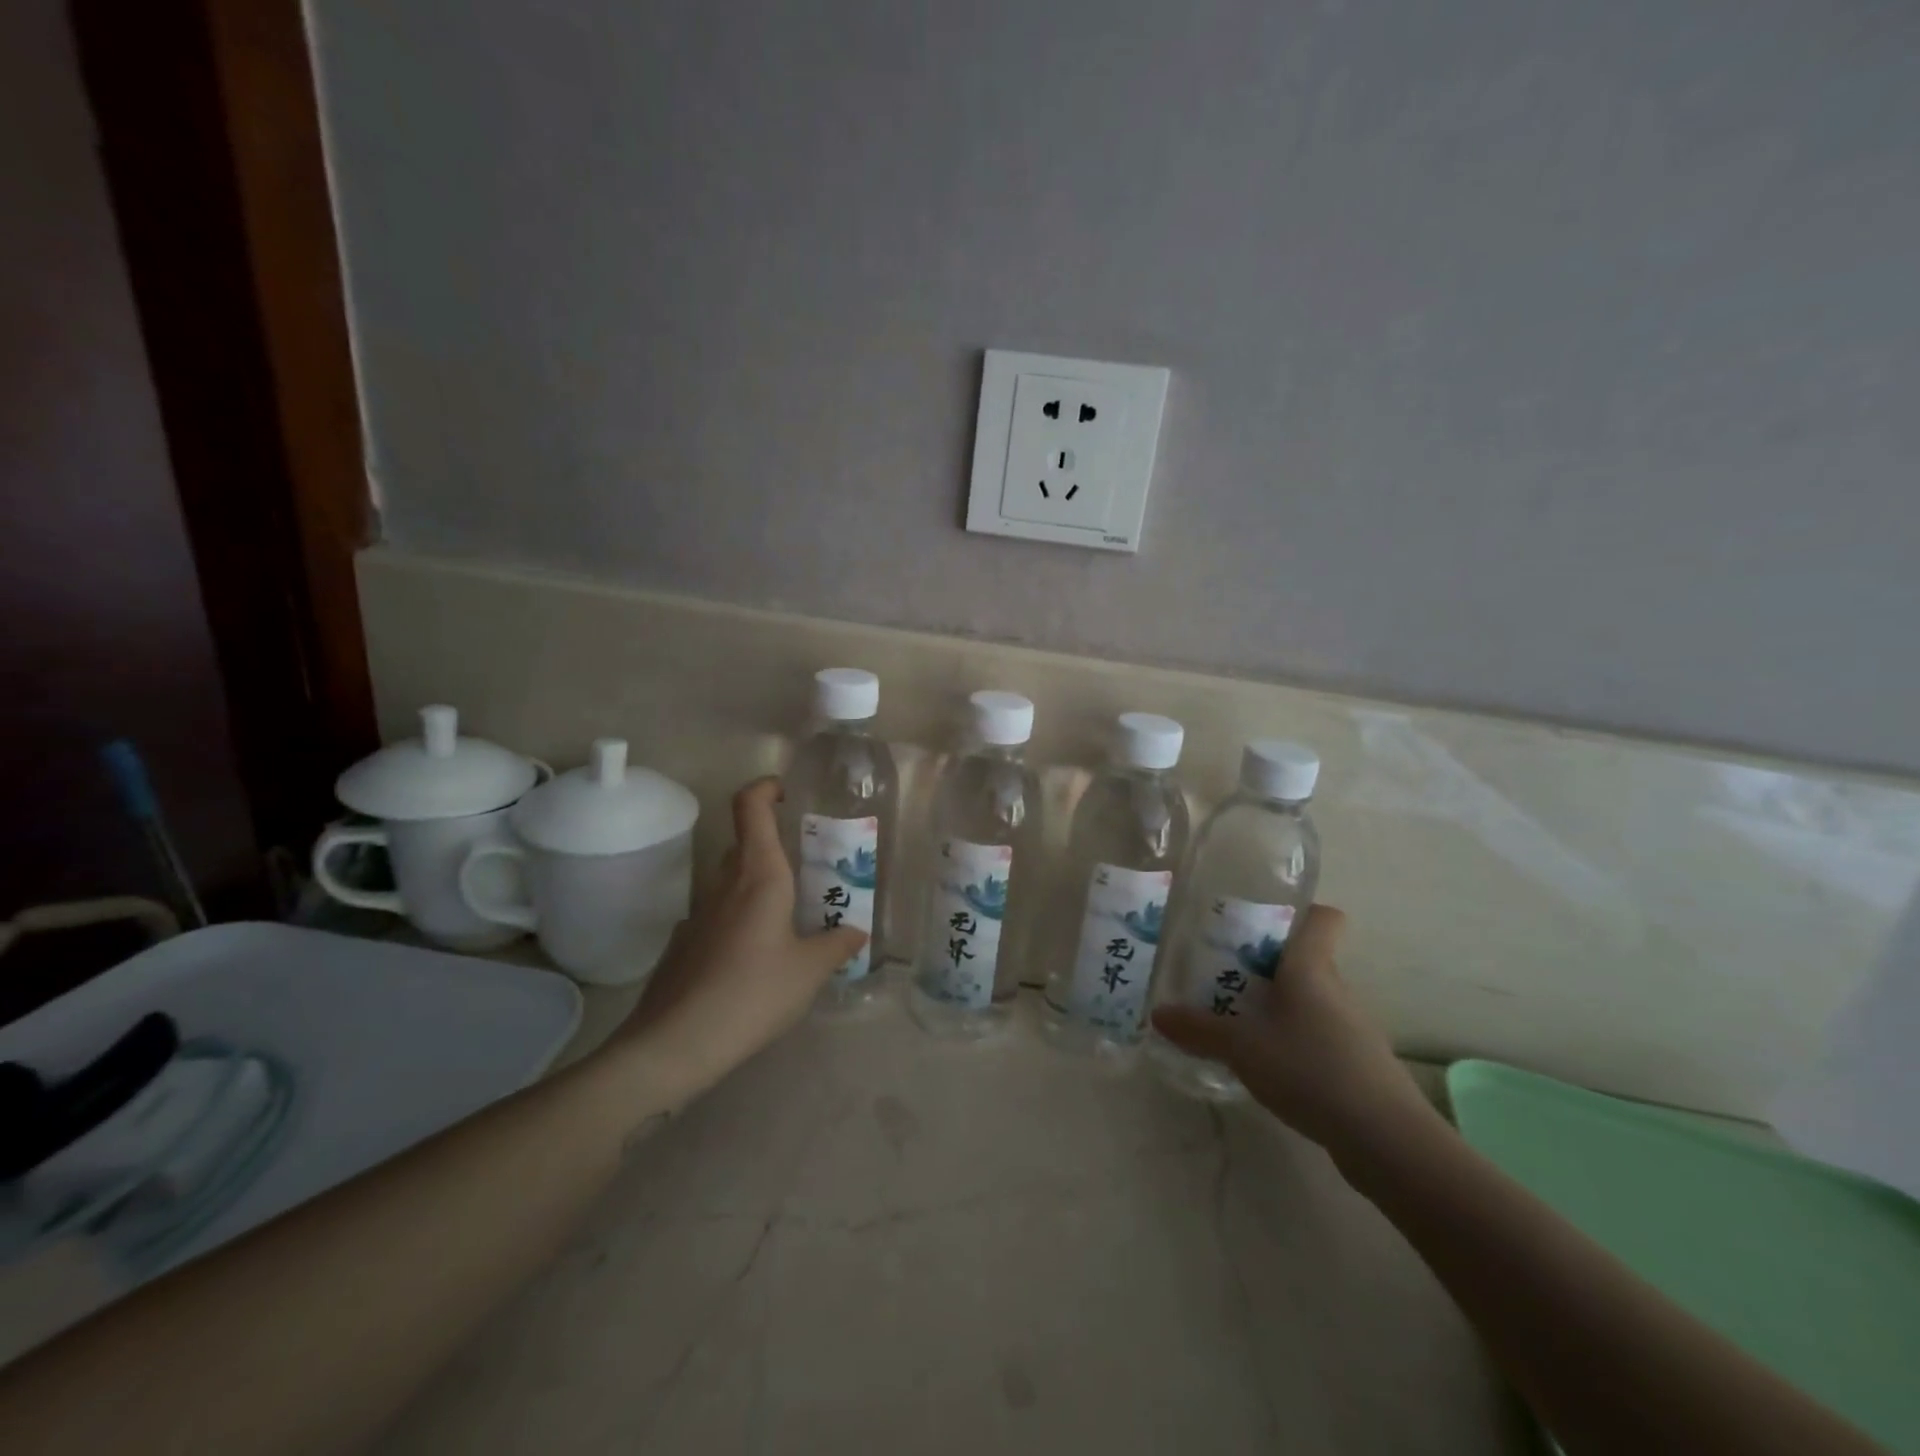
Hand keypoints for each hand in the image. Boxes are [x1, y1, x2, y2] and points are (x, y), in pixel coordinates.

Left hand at [613, 777, 867, 1102]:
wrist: (674, 1044)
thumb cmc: (753, 993)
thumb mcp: (809, 971)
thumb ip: (837, 945)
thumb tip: (856, 931)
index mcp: (758, 875)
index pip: (750, 806)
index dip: (766, 787)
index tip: (788, 793)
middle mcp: (724, 884)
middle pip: (745, 843)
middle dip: (775, 845)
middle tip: (810, 869)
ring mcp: (698, 913)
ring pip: (732, 882)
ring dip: (759, 886)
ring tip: (790, 920)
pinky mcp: (684, 943)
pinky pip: (718, 916)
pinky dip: (740, 920)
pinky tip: (754, 959)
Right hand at [1151, 905, 1436, 1152]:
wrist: (1388, 1142)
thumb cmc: (1311, 1070)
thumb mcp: (1242, 1048)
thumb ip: (1199, 1030)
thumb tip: (1158, 1014)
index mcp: (1310, 968)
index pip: (1322, 918)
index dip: (1297, 911)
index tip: (1257, 920)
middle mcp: (1335, 989)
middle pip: (1304, 960)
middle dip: (1264, 963)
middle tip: (1222, 972)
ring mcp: (1351, 1029)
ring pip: (1309, 1000)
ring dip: (1276, 1004)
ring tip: (1235, 1020)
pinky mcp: (1357, 1064)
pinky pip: (1317, 1035)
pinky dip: (1292, 1040)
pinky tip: (1265, 1064)